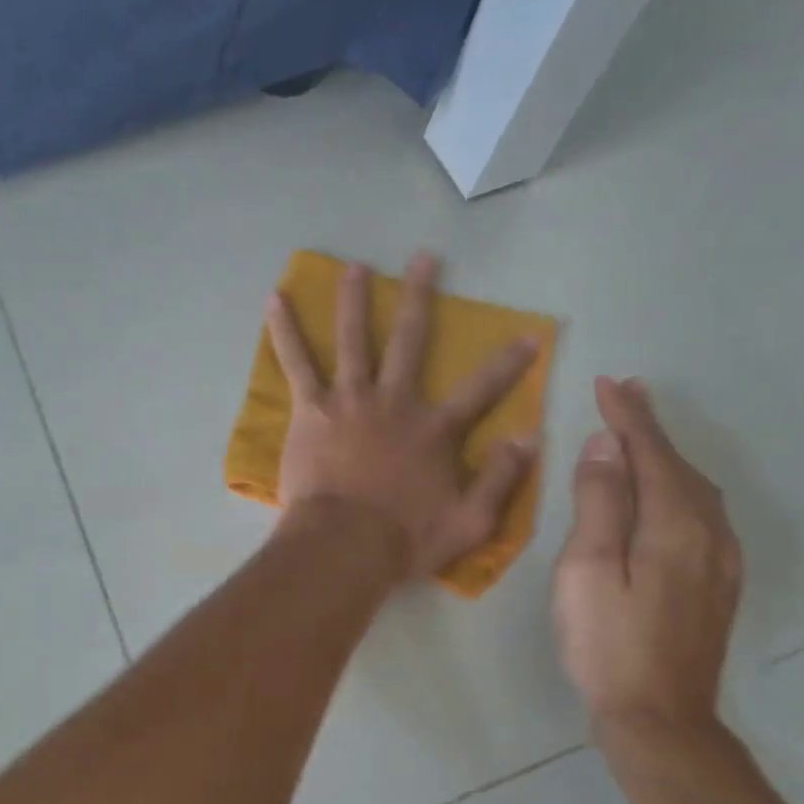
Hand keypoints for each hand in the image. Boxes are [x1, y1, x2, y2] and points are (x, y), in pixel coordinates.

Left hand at [265, 253, 537, 580]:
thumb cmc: (404, 539)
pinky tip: (274, 301)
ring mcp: (350, 400)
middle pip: (410, 340)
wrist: (343, 545)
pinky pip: (297, 363)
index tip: (529, 334)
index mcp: (434, 429)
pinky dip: (285, 332)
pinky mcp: (312, 409)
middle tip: (422, 257)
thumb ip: (501, 478)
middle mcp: (395, 402)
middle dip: (420, 296)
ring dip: (354, 300)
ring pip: (354, 338)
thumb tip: (529, 438)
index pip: (481, 389)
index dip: (508, 363)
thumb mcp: (470, 521)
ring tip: (353, 267)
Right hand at [552, 377, 742, 744]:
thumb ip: (599, 504)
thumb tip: (607, 447)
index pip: (651, 454)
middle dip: (651, 429)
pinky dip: (678, 486)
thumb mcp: (587, 569)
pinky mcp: (717, 583)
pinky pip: (701, 514)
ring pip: (696, 490)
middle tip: (627, 395)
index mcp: (674, 525)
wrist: (659, 716)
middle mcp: (710, 534)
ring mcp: (721, 561)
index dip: (629, 417)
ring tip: (641, 434)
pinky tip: (666, 491)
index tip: (610, 382)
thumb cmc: (607, 641)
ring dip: (666, 456)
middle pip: (680, 466)